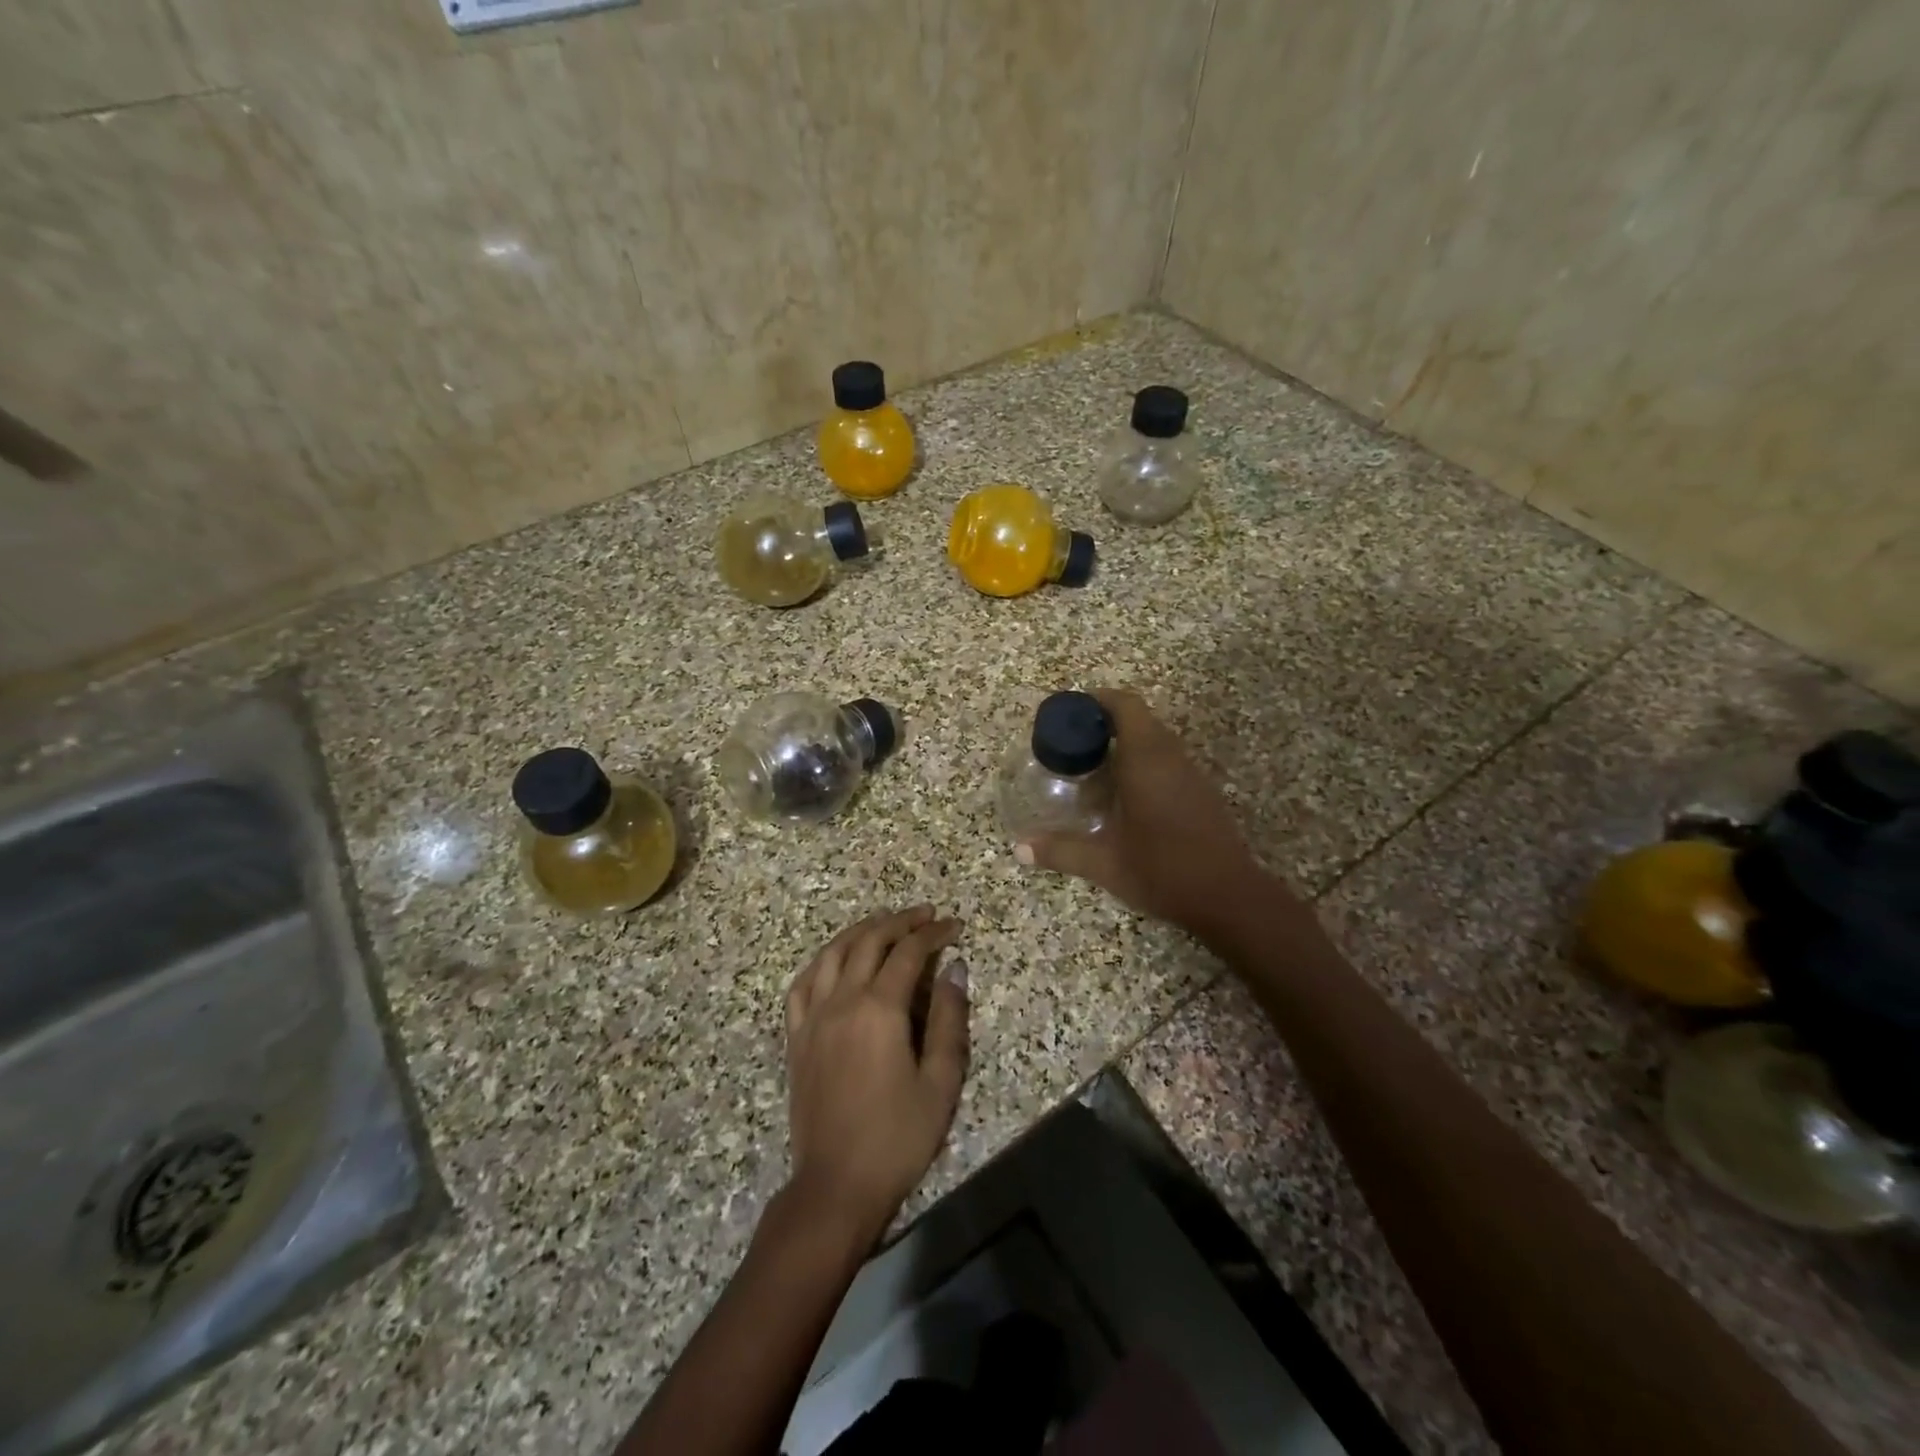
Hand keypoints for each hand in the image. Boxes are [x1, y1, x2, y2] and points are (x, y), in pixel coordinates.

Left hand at [784, 906, 969, 1245]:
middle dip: (900, 922)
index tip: (954, 926)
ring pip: (833, 954)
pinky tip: (834, 960)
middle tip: (925, 915)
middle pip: (869, 942)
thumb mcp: (939, 1081)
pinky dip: (822, 961)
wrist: (836, 1185)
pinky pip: (803, 984)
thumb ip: (948, 1019)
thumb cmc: (897, 1136)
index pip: (908, 952)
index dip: (933, 933)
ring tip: (883, 922)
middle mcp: (842, 1001)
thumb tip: (953, 969)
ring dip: (860, 931)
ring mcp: (813, 1017)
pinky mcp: (796, 1037)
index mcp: (879, 1009)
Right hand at [1016, 687, 1274, 933]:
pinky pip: (1167, 760)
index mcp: (1146, 760)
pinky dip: (1142, 763)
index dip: (1097, 700)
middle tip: (1072, 745)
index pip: (1125, 705)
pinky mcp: (1201, 792)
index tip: (1071, 713)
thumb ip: (1061, 851)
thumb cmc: (1163, 870)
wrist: (1229, 897)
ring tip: (1092, 769)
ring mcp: (1190, 774)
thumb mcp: (1105, 864)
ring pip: (1155, 740)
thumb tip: (1020, 849)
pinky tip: (1124, 796)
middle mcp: (1171, 757)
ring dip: (1125, 744)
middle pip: (1139, 719)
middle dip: (1104, 724)